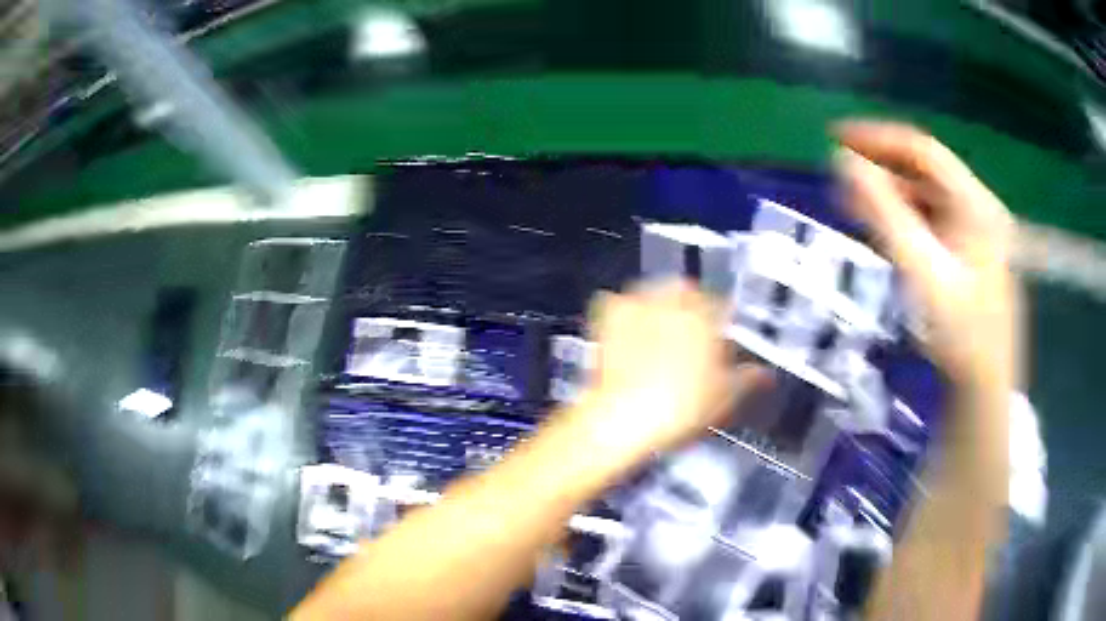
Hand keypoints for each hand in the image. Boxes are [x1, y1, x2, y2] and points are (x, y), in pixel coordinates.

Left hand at [570, 280, 767, 461]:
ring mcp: (638, 303)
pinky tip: (629, 333)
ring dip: (660, 305)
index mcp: (706, 313)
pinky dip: (626, 312)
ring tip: (660, 334)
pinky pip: (620, 302)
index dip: (725, 322)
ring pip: (654, 292)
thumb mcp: (725, 396)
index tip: (722, 340)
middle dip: (692, 308)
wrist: (623, 417)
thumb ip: (749, 378)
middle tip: (691, 337)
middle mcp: (673, 298)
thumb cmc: (681, 407)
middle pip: (688, 292)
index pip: (723, 305)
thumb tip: (765, 374)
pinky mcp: (608, 315)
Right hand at [835, 121, 1019, 389]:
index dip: (878, 137)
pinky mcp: (971, 252)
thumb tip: (842, 161)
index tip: (835, 138)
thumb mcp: (922, 273)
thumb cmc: (959, 335)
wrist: (984, 389)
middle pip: (926, 170)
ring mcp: (977, 231)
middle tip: (841, 177)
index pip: (922, 149)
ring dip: (892, 193)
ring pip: (929, 195)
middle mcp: (979, 208)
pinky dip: (906, 217)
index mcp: (975, 204)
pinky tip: (886, 230)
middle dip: (882, 167)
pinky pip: (934, 219)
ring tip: (856, 204)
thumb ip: (884, 215)